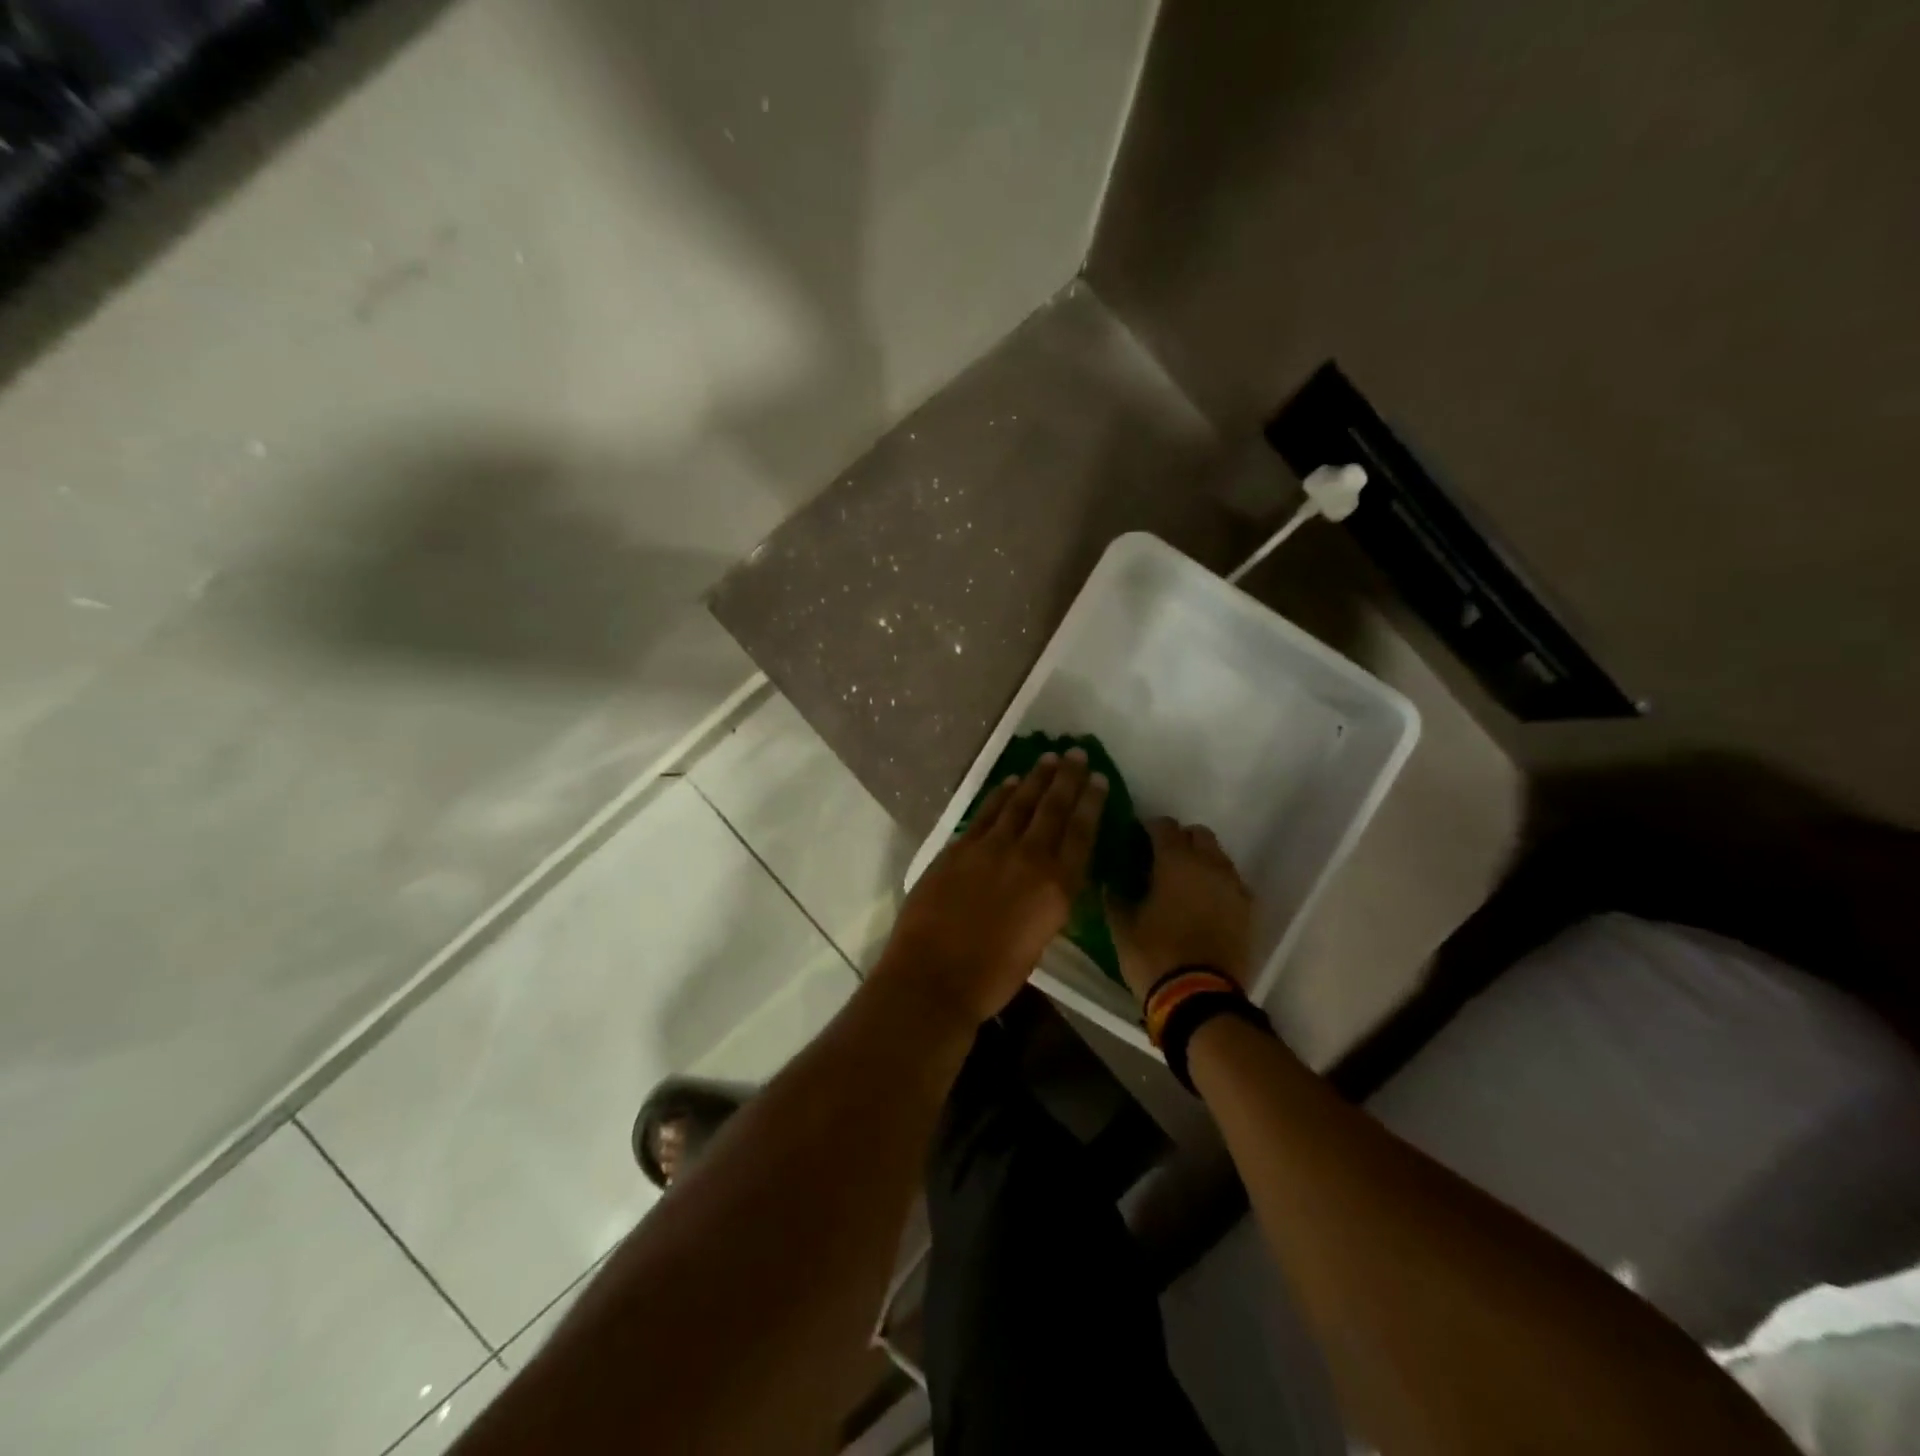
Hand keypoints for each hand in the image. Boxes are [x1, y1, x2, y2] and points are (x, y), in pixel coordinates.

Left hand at [874, 749, 1108, 1024]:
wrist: (934, 975)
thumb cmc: (992, 976)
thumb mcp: (1038, 940)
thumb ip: (1047, 901)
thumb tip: (1048, 879)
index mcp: (1056, 887)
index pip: (1081, 833)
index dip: (1091, 803)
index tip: (1099, 779)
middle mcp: (1028, 858)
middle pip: (1052, 809)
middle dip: (1067, 778)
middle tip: (1077, 753)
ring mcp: (991, 848)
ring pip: (1019, 803)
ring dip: (1036, 778)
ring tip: (1048, 758)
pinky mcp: (959, 847)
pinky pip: (986, 812)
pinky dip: (1000, 794)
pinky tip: (1009, 782)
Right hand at [1108, 818, 1253, 1000]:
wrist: (1200, 998)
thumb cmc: (1154, 956)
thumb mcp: (1122, 928)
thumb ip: (1116, 898)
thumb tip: (1111, 884)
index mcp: (1176, 862)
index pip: (1164, 826)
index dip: (1150, 829)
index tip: (1138, 840)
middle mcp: (1209, 865)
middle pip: (1199, 835)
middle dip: (1182, 840)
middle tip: (1163, 859)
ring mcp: (1233, 888)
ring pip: (1219, 858)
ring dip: (1202, 861)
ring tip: (1184, 882)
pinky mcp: (1248, 912)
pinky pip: (1232, 885)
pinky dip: (1218, 886)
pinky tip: (1204, 904)